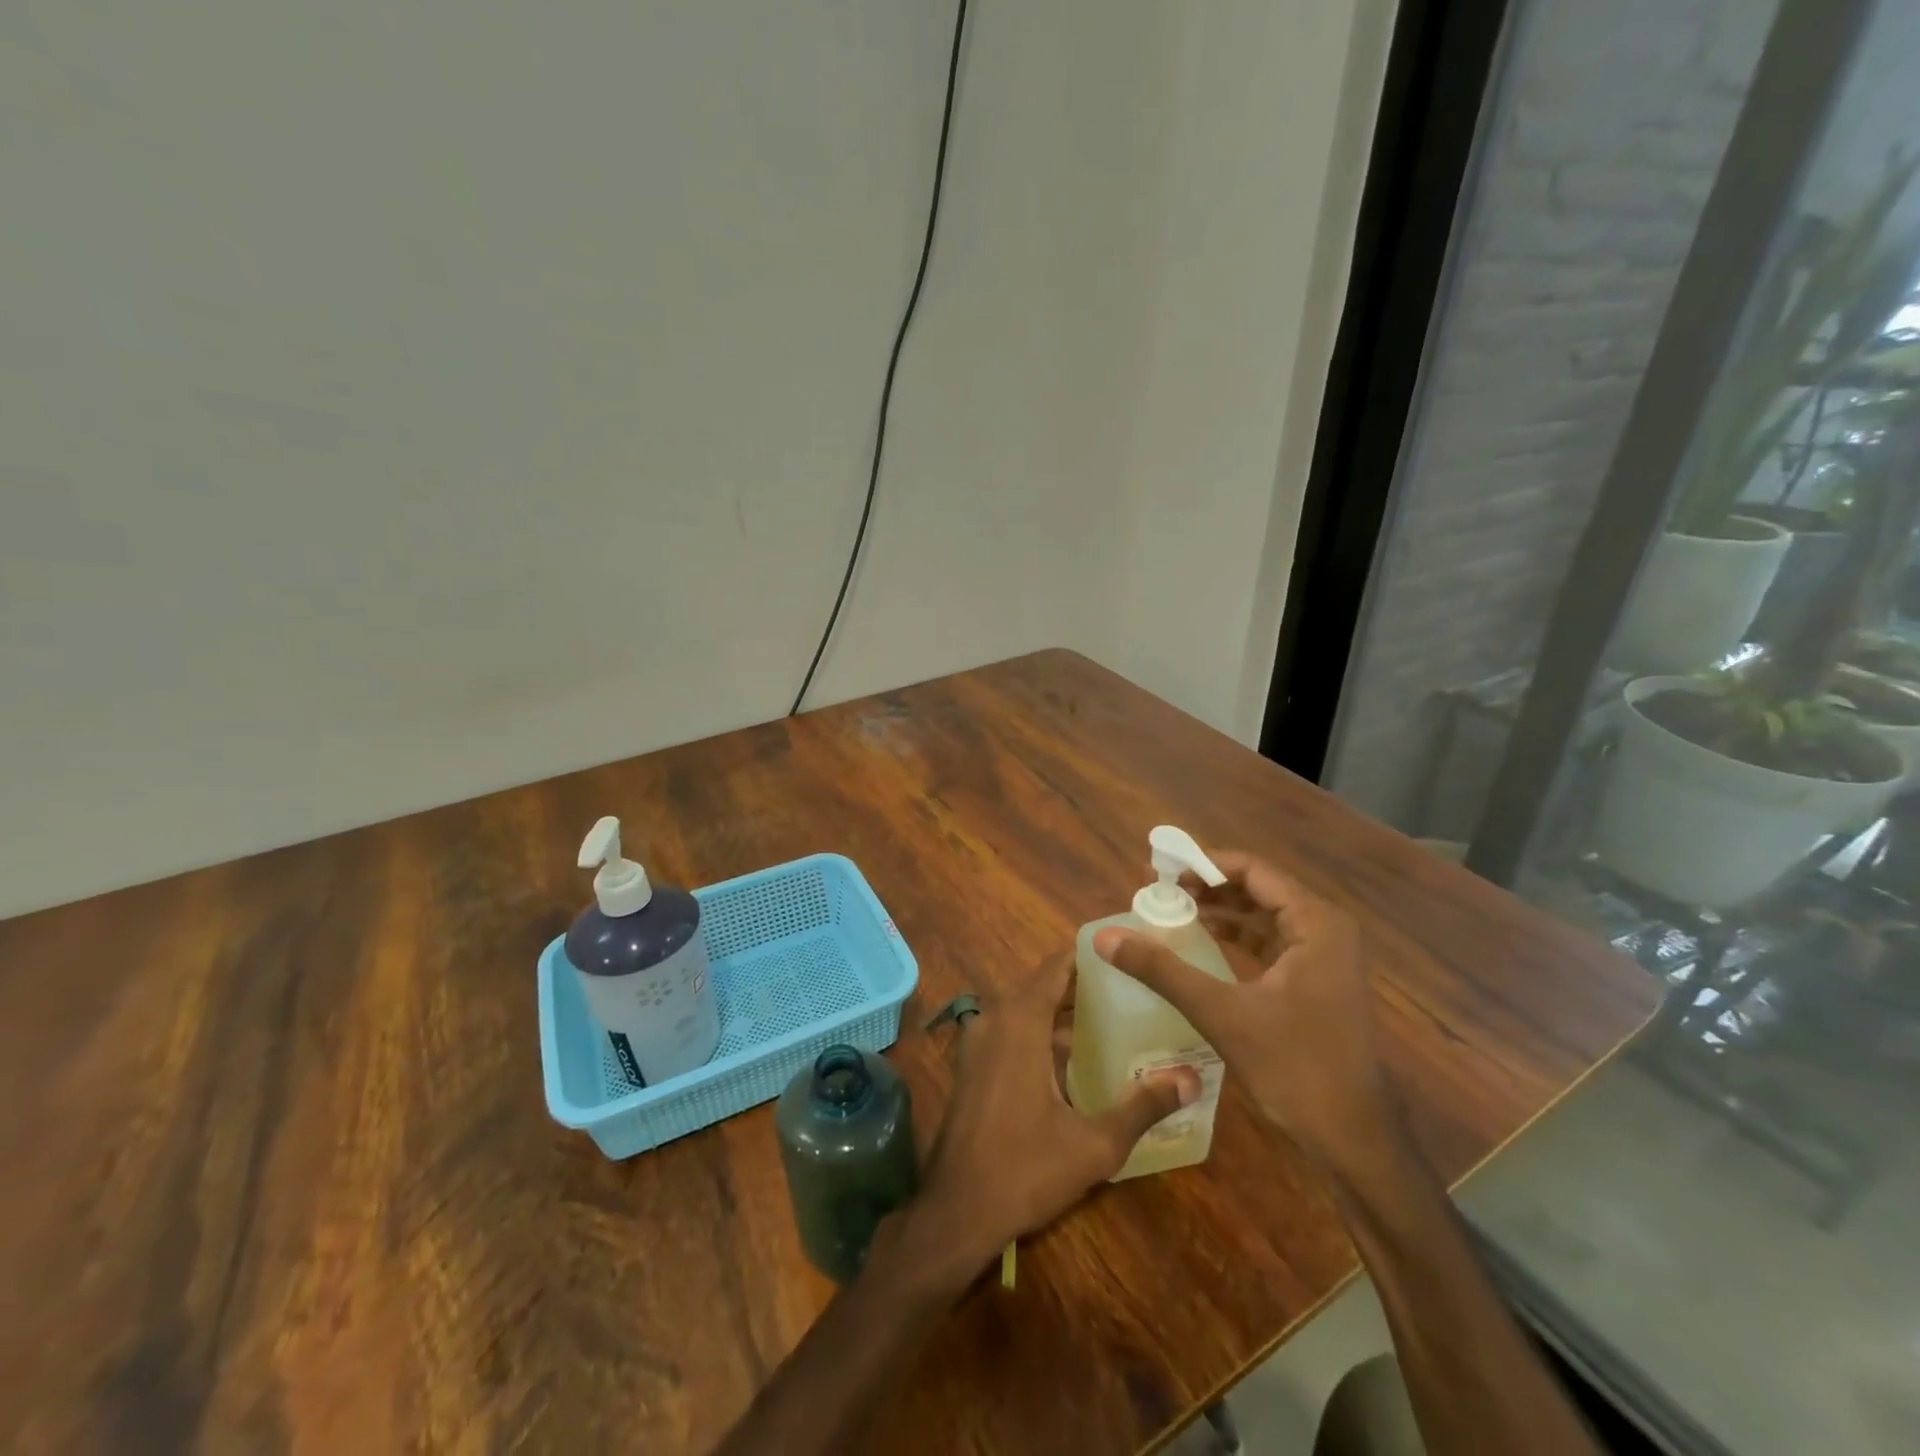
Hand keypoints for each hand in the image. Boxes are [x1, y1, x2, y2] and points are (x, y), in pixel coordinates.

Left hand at [897, 956, 1199, 1284]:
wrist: (956, 1209)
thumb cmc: (1024, 1169)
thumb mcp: (1094, 1144)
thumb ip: (1142, 1107)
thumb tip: (1192, 1080)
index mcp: (1020, 1021)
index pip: (1056, 966)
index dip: (1088, 955)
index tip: (1125, 952)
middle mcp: (995, 1019)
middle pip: (1044, 987)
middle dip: (1085, 986)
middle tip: (1133, 989)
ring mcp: (979, 1042)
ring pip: (1028, 1011)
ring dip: (1064, 1014)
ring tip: (1115, 1020)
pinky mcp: (973, 1065)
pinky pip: (1013, 1032)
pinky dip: (1043, 1034)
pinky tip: (1078, 1060)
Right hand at [1093, 849, 1394, 1171]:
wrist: (1354, 1141)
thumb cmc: (1296, 1068)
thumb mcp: (1222, 1013)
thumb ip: (1162, 970)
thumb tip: (1105, 938)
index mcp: (1316, 923)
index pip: (1252, 870)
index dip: (1203, 865)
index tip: (1159, 871)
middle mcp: (1325, 929)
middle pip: (1257, 889)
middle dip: (1206, 887)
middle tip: (1157, 892)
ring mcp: (1324, 957)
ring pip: (1263, 916)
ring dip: (1219, 911)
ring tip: (1170, 912)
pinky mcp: (1316, 982)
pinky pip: (1270, 942)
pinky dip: (1235, 937)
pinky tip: (1200, 943)